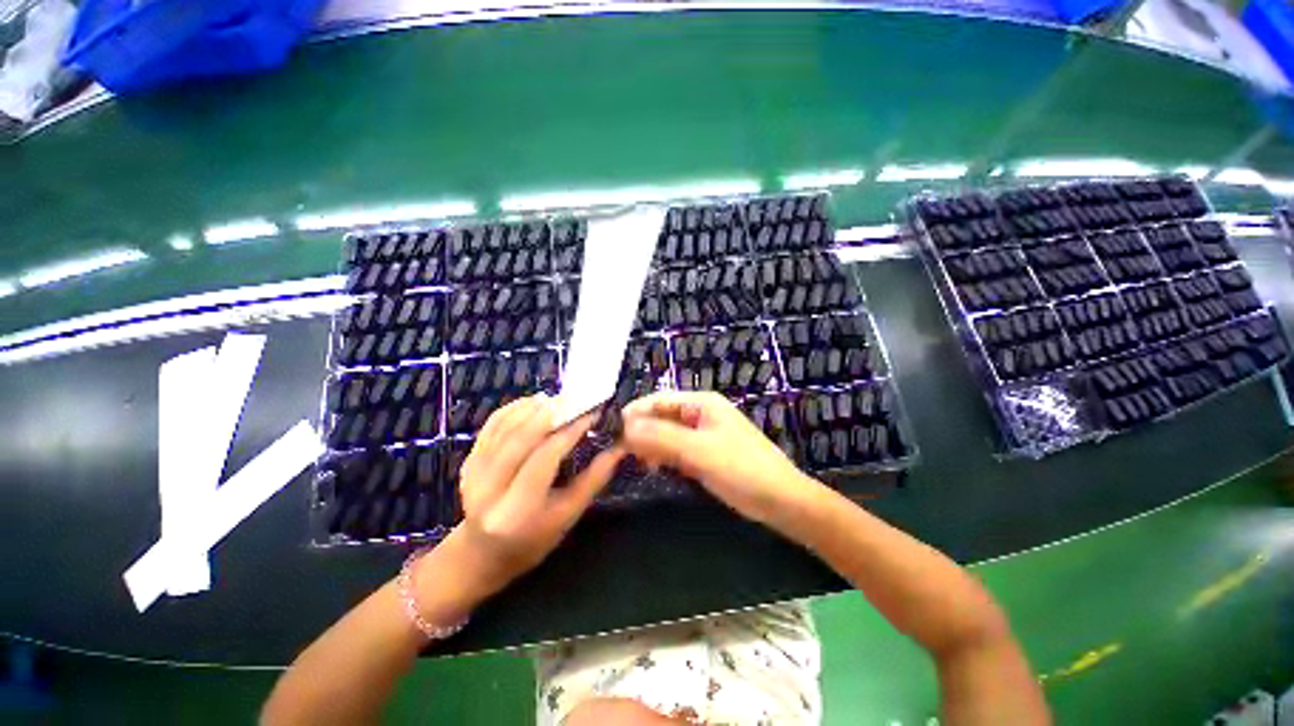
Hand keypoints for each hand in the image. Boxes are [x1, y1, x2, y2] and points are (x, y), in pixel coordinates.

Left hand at [447, 395, 623, 596]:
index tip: (592, 413)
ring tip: (561, 399)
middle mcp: (489, 488)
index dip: (570, 431)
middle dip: (553, 412)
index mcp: (517, 511)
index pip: (545, 458)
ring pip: (506, 426)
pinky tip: (536, 402)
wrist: (483, 553)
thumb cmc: (534, 540)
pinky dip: (516, 408)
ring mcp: (474, 471)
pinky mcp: (469, 459)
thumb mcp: (568, 515)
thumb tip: (620, 447)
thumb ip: (594, 479)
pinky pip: (493, 424)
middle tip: (577, 399)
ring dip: (535, 407)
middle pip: (521, 437)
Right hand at [621, 391, 825, 528]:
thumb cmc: (741, 468)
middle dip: (642, 431)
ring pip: (667, 435)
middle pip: (662, 417)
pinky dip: (664, 457)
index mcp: (701, 403)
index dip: (636, 412)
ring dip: (651, 446)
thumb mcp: (698, 450)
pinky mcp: (704, 454)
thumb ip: (661, 437)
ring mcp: (702, 435)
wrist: (780, 500)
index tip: (613, 430)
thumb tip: (624, 427)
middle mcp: (700, 414)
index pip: (659, 400)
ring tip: (639, 463)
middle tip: (622, 452)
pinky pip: (676, 450)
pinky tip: (656, 469)